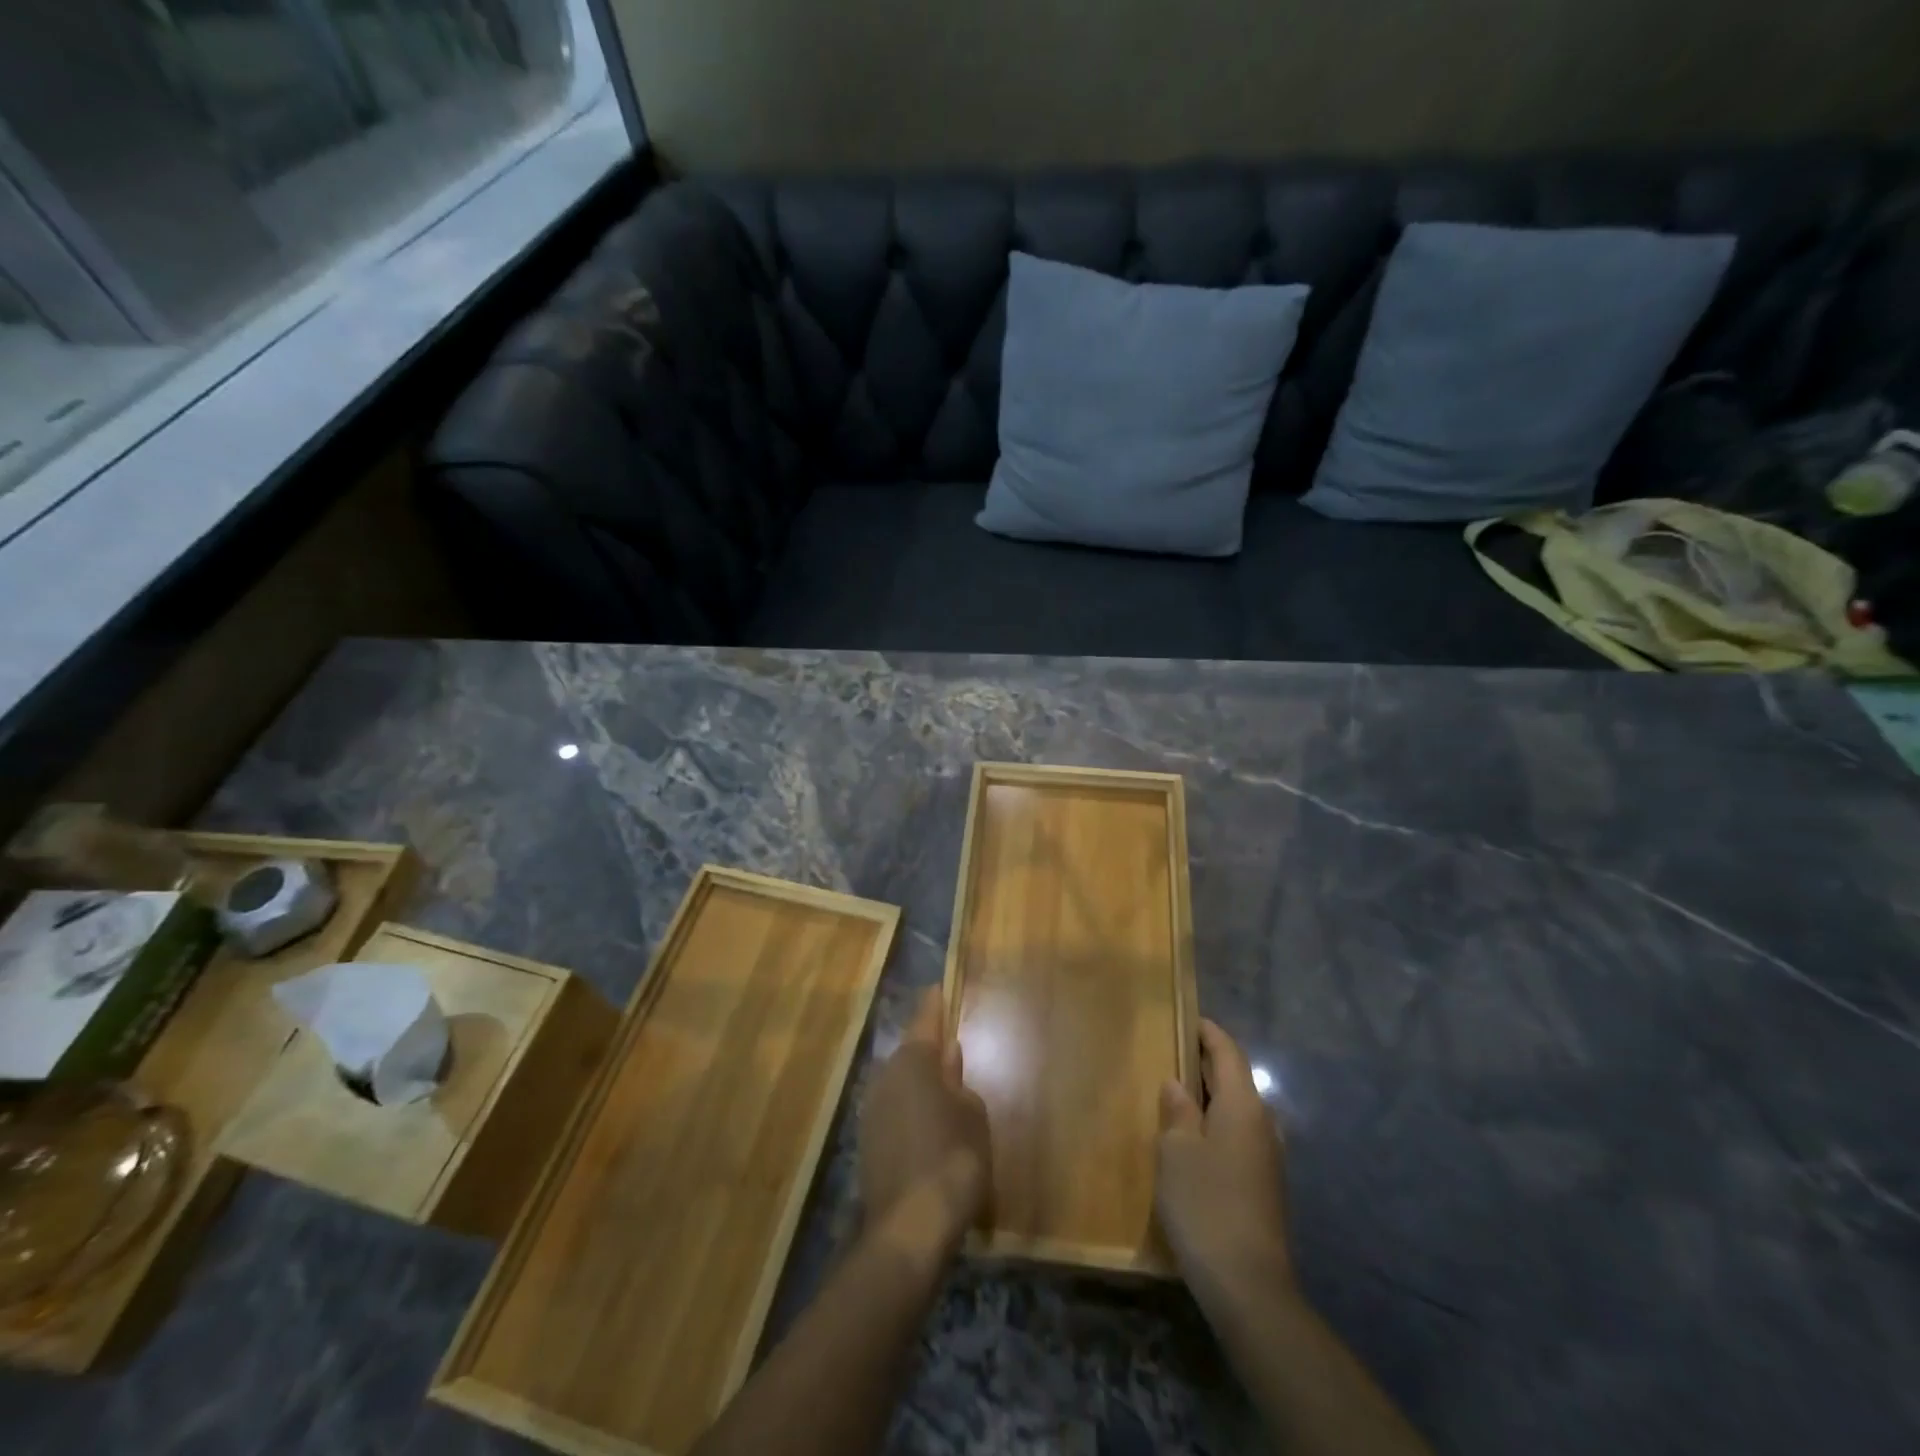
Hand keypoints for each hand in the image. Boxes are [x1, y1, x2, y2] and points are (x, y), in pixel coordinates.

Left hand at [858, 987, 990, 1254]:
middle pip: (911, 1054)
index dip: (934, 1004)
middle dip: (929, 1052)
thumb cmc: (953, 1157)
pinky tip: (928, 1130)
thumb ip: (958, 1079)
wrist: (910, 1226)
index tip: (937, 988)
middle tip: (951, 1051)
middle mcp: (885, 1076)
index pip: (926, 1020)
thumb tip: (948, 1055)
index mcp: (914, 1061)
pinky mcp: (866, 1141)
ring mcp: (871, 1109)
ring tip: (944, 1095)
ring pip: (900, 1085)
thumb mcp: (971, 1113)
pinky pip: (894, 1112)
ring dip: (919, 1086)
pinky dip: (910, 1113)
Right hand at [1155, 1020, 1294, 1303]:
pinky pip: (1239, 1136)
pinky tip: (1193, 1139)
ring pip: (1238, 1110)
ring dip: (1211, 1097)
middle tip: (1172, 1052)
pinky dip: (1217, 1124)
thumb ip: (1177, 1110)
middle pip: (1236, 1079)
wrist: (1249, 1286)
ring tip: (1177, 1094)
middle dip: (1207, 1063)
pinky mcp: (1266, 1186)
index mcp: (1243, 1106)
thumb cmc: (1205, 1204)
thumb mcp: (1176, 1151)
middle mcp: (1263, 1124)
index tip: (1187, 1017)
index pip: (1228, 1052)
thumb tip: (1178, 1083)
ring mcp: (1268, 1157)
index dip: (1208, 1032)